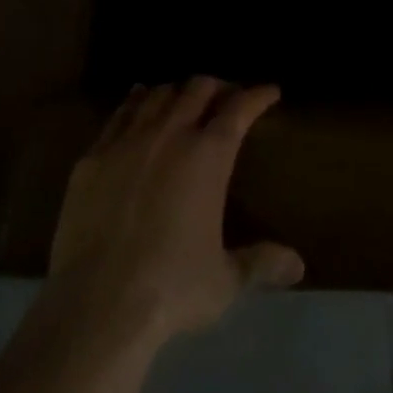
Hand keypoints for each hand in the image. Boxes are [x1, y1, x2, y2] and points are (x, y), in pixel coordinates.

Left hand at [46, 78, 303, 348]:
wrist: (96, 305)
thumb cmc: (170, 290)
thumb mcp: (225, 282)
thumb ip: (260, 264)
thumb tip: (298, 265)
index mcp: (208, 155)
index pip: (239, 108)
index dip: (258, 95)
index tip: (270, 92)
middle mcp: (170, 134)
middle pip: (198, 88)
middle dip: (218, 87)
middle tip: (227, 97)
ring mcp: (128, 141)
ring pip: (158, 94)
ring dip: (177, 92)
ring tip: (184, 99)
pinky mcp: (94, 156)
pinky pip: (120, 113)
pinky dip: (136, 101)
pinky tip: (138, 101)